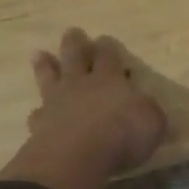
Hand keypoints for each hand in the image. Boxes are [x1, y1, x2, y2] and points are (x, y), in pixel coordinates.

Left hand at [0, 28, 166, 188]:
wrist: (76, 157)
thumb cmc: (121, 135)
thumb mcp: (152, 122)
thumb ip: (148, 111)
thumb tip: (145, 106)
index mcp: (109, 79)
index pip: (108, 56)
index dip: (107, 47)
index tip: (103, 38)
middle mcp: (80, 85)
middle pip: (75, 57)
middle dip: (74, 43)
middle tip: (71, 31)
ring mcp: (56, 103)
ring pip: (49, 78)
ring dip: (45, 66)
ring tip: (39, 54)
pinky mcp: (39, 126)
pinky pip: (37, 115)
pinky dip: (38, 113)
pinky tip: (36, 114)